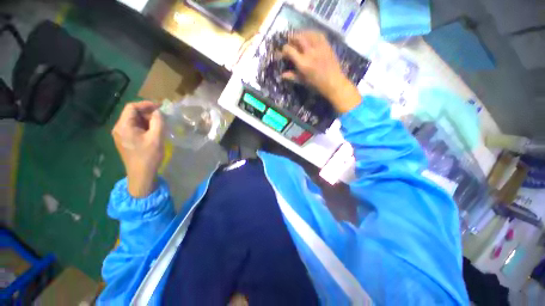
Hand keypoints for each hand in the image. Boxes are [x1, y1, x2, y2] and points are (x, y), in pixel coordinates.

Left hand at [112, 101, 163, 197]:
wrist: (141, 174)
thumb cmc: (148, 156)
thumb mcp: (156, 138)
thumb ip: (158, 122)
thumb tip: (158, 112)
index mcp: (123, 126)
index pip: (131, 107)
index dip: (146, 104)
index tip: (160, 107)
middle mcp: (119, 128)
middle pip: (132, 113)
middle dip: (147, 113)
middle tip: (162, 117)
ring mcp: (121, 135)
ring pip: (134, 121)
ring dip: (147, 120)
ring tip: (160, 124)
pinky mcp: (125, 140)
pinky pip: (134, 128)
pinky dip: (145, 126)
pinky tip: (154, 131)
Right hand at [281, 31, 360, 112]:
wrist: (333, 82)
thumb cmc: (316, 84)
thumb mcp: (302, 81)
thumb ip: (291, 76)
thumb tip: (281, 75)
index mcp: (303, 63)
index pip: (289, 50)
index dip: (283, 50)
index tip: (282, 53)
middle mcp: (310, 52)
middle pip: (298, 37)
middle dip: (291, 37)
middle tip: (289, 41)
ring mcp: (319, 47)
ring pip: (308, 33)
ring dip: (301, 33)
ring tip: (298, 36)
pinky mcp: (326, 45)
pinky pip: (318, 34)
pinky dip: (311, 33)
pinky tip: (309, 35)